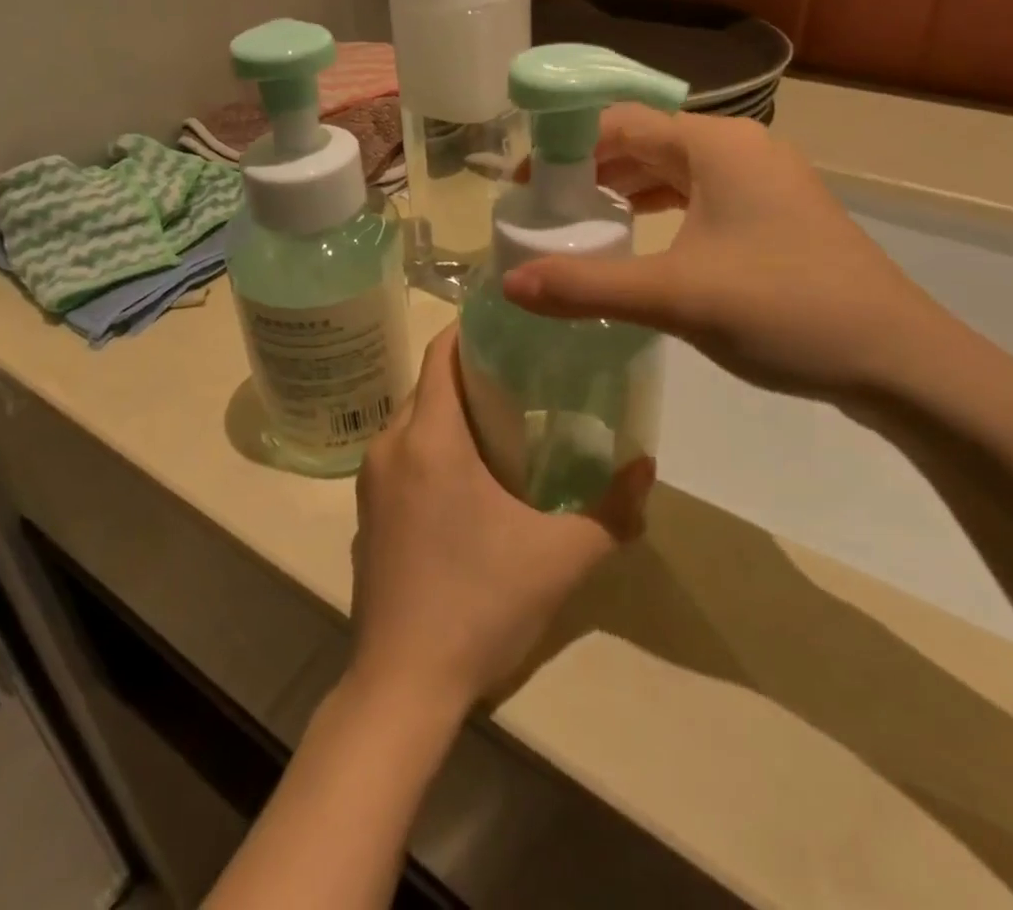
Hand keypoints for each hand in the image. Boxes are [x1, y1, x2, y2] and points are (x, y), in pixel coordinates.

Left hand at [349, 327, 650, 710]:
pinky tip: (469, 481)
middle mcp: (390, 446)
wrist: (402, 686)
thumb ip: (612, 510)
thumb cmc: (479, 605)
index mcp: (429, 438)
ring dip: (452, 413)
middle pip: (430, 384)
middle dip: (473, 373)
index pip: (442, 353)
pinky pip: (402, 456)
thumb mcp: (560, 559)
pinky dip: (432, 447)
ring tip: (505, 424)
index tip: (513, 325)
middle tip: (525, 378)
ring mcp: (371, 482)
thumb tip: (646, 466)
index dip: (473, 330)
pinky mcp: (367, 514)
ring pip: (414, 421)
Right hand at [502, 105, 947, 408]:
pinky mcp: (774, 216)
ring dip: (625, 194)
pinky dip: (661, 213)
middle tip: (546, 213)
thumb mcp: (675, 297)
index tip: (527, 188)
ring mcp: (762, 182)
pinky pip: (700, 198)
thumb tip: (510, 284)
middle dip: (590, 173)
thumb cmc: (783, 308)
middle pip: (644, 143)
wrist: (898, 360)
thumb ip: (586, 287)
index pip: (619, 122)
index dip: (565, 148)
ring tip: (580, 227)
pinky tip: (640, 245)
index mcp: (715, 144)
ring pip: (673, 172)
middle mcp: (739, 148)